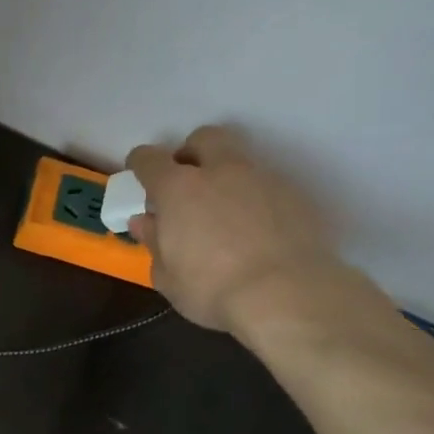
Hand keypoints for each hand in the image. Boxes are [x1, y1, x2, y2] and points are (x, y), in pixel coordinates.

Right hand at [126, 125, 338, 331]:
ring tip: (223, 211)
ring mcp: (262, 178)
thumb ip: (154, 242)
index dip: (140, 163)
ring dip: (225, 176)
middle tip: (186, 182)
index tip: (138, 173)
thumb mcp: (167, 275)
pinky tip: (255, 229)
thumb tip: (145, 222)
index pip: (150, 159)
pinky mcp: (295, 194)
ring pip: (239, 160)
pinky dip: (254, 198)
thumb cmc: (211, 289)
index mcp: (178, 188)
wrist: (287, 295)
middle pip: (203, 138)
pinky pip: (266, 185)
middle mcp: (221, 171)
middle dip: (190, 152)